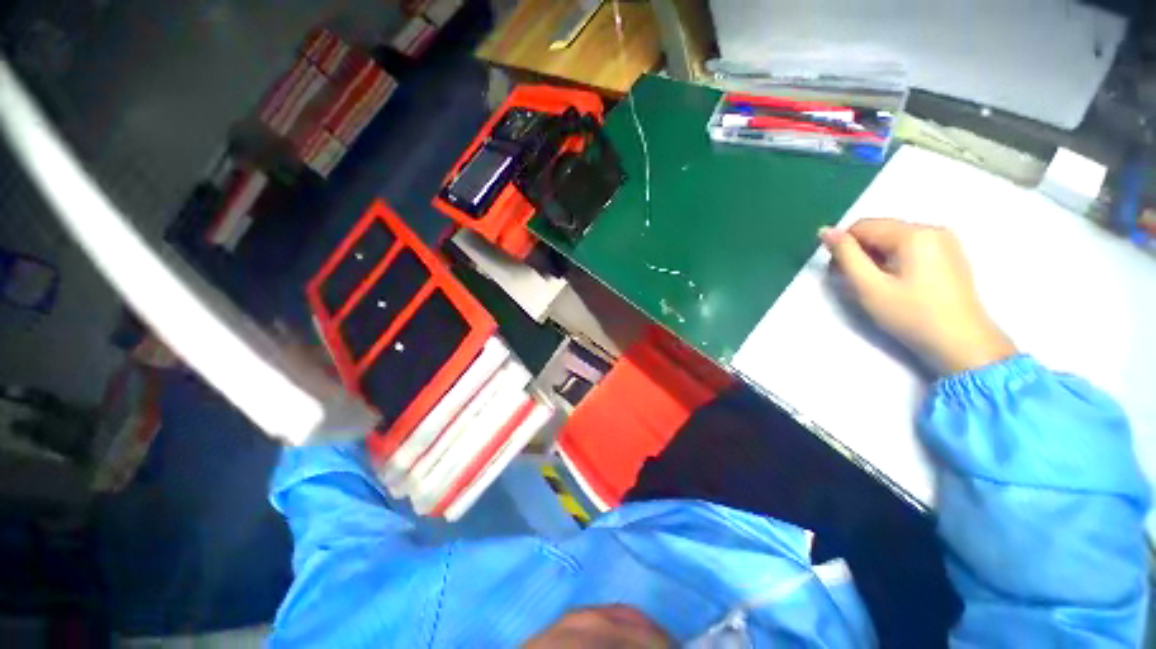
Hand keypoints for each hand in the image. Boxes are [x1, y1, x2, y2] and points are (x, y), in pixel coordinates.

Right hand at [820, 219, 1015, 374]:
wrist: (962, 343)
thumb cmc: (911, 315)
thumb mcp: (869, 287)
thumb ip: (846, 256)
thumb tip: (825, 231)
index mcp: (913, 234)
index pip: (862, 226)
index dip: (843, 247)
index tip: (839, 273)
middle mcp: (932, 229)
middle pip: (880, 230)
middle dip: (860, 253)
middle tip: (855, 283)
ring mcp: (945, 241)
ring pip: (894, 240)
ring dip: (876, 258)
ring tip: (876, 286)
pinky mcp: (950, 255)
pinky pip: (911, 248)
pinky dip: (895, 261)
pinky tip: (897, 284)